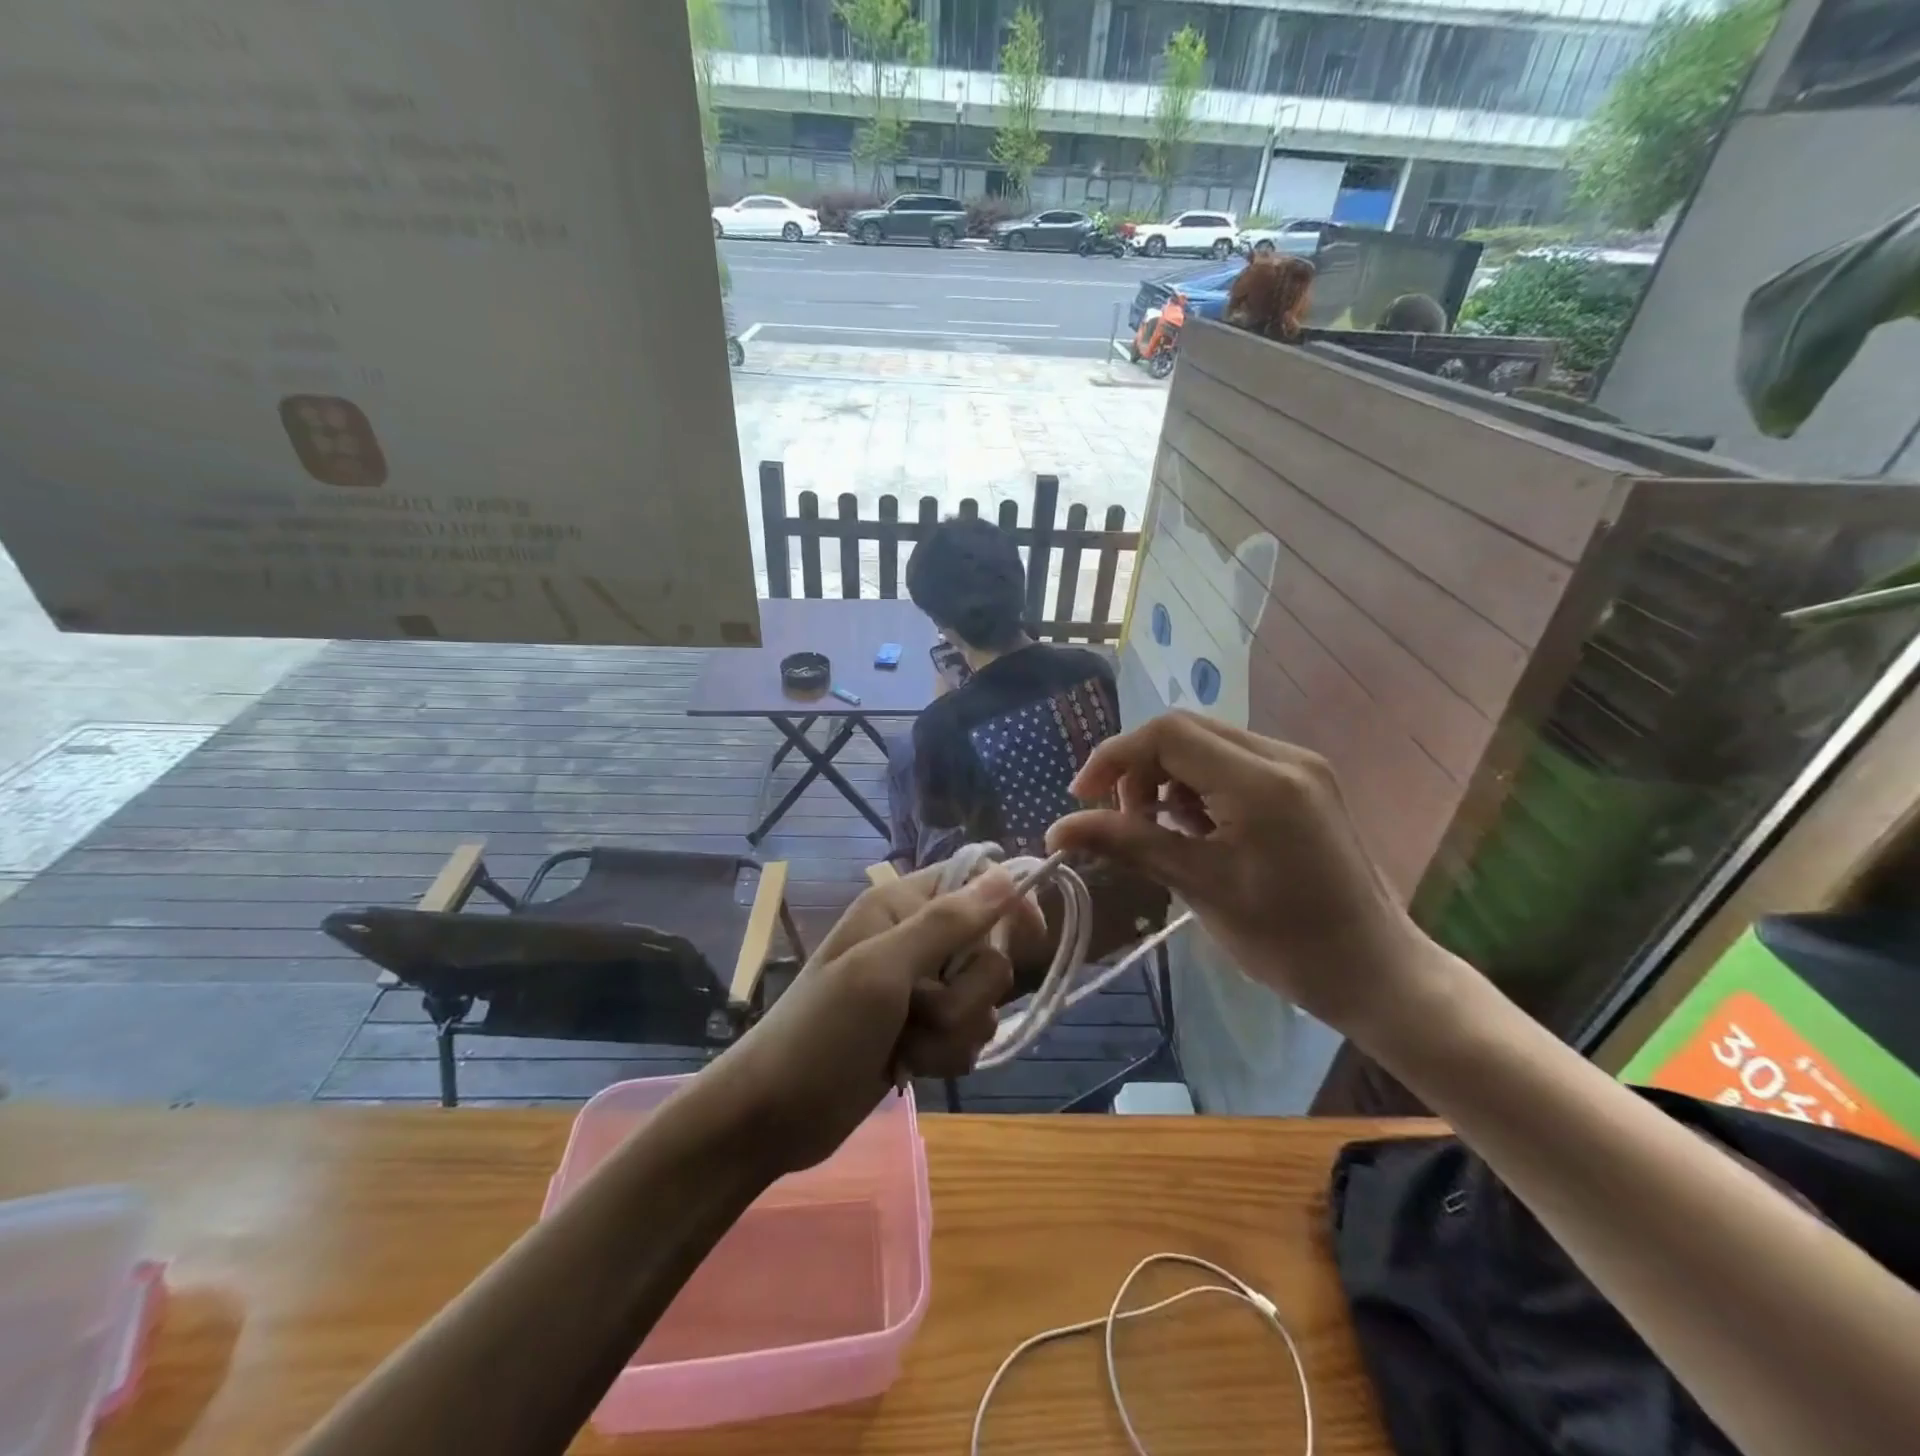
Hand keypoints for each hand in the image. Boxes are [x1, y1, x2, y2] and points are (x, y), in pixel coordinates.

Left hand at [714, 866, 1039, 1176]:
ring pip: (982, 1001)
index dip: (1008, 905)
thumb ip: (947, 923)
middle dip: (965, 994)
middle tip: (921, 1009)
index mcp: (901, 906)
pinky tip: (908, 1067)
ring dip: (952, 1031)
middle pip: (988, 952)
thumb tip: (1008, 875)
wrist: (773, 1115)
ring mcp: (919, 990)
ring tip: (906, 1046)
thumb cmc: (821, 1031)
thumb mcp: (882, 971)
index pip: (976, 881)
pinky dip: (945, 1055)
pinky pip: (967, 1035)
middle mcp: (915, 940)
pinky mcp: (922, 1032)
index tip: (1028, 938)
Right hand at [1047, 712, 1438, 1036]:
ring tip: (1157, 829)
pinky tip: (1194, 827)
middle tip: (1120, 818)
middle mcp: (1283, 756)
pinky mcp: (1303, 781)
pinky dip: (1197, 785)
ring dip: (1166, 776)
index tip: (1083, 799)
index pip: (1168, 734)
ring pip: (1206, 743)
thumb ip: (1128, 844)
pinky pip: (1231, 762)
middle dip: (1138, 767)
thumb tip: (1056, 832)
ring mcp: (1298, 765)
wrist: (1376, 971)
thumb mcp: (1199, 887)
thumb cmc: (1287, 940)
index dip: (1114, 757)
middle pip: (1185, 730)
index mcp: (1261, 781)